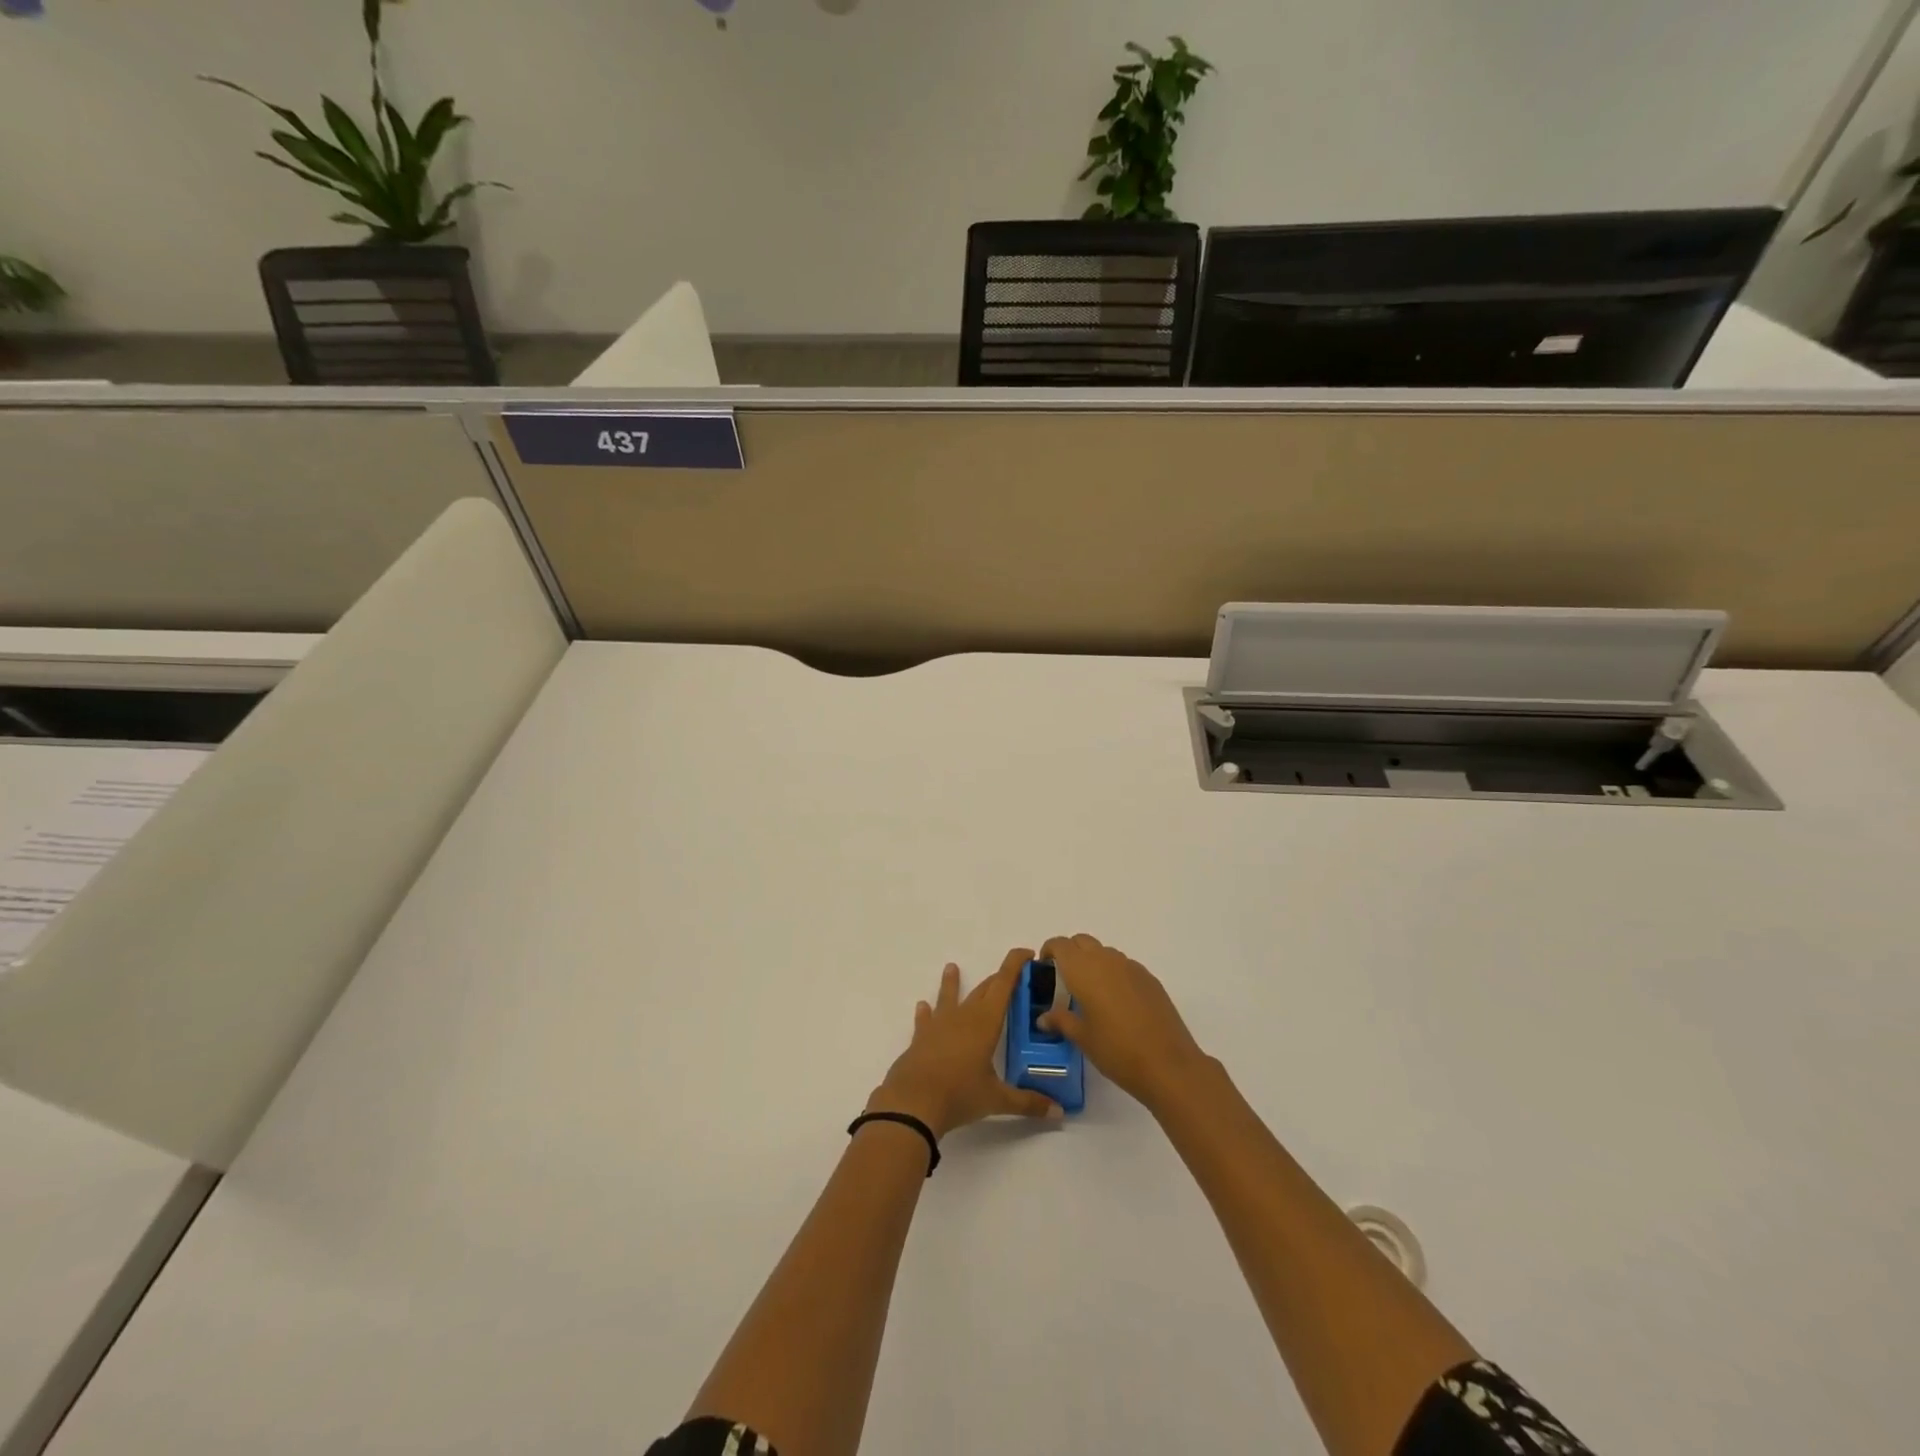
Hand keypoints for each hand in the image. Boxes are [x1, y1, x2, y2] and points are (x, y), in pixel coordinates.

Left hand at [869, 950, 1062, 1138]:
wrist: (913, 1102)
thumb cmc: (959, 1094)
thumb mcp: (997, 1100)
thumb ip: (1028, 1102)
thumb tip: (1058, 1112)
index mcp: (985, 1022)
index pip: (1004, 984)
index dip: (1015, 965)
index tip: (1027, 953)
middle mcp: (963, 1016)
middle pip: (983, 990)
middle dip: (998, 980)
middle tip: (1012, 977)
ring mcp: (939, 1025)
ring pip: (949, 997)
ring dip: (953, 983)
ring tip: (951, 967)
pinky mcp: (921, 1038)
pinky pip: (925, 1020)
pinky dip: (926, 1012)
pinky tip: (922, 1006)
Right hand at [1037, 934, 1207, 1111]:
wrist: (1168, 1064)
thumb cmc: (1116, 1050)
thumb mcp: (1082, 1038)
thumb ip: (1060, 1021)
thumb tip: (1043, 1018)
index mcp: (1083, 970)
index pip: (1060, 945)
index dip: (1049, 951)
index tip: (1045, 968)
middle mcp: (1106, 960)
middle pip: (1082, 941)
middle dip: (1070, 953)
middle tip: (1065, 979)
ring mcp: (1131, 967)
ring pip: (1104, 952)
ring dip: (1093, 962)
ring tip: (1091, 993)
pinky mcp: (1149, 978)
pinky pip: (1124, 966)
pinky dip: (1114, 974)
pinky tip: (1117, 1002)